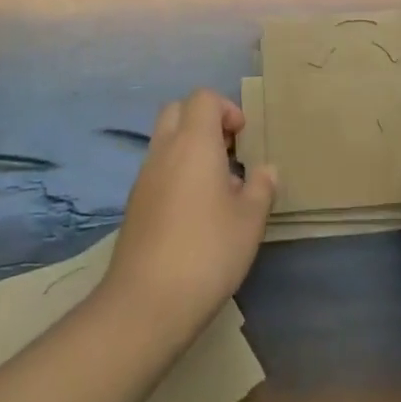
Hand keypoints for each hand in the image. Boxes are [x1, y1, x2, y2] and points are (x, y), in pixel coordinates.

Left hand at [105, 89, 277, 343]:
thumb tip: (266, 170)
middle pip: (177, 110)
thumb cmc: (207, 251)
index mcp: (194, 143)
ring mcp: (144, 178)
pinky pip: (157, 170)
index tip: (243, 137)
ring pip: (164, 141)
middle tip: (228, 151)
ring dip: (189, 148)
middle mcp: (164, 151)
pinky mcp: (134, 205)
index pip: (203, 98)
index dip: (226, 108)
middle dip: (204, 120)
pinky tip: (195, 212)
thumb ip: (261, 187)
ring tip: (217, 186)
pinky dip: (176, 173)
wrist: (146, 303)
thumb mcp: (250, 220)